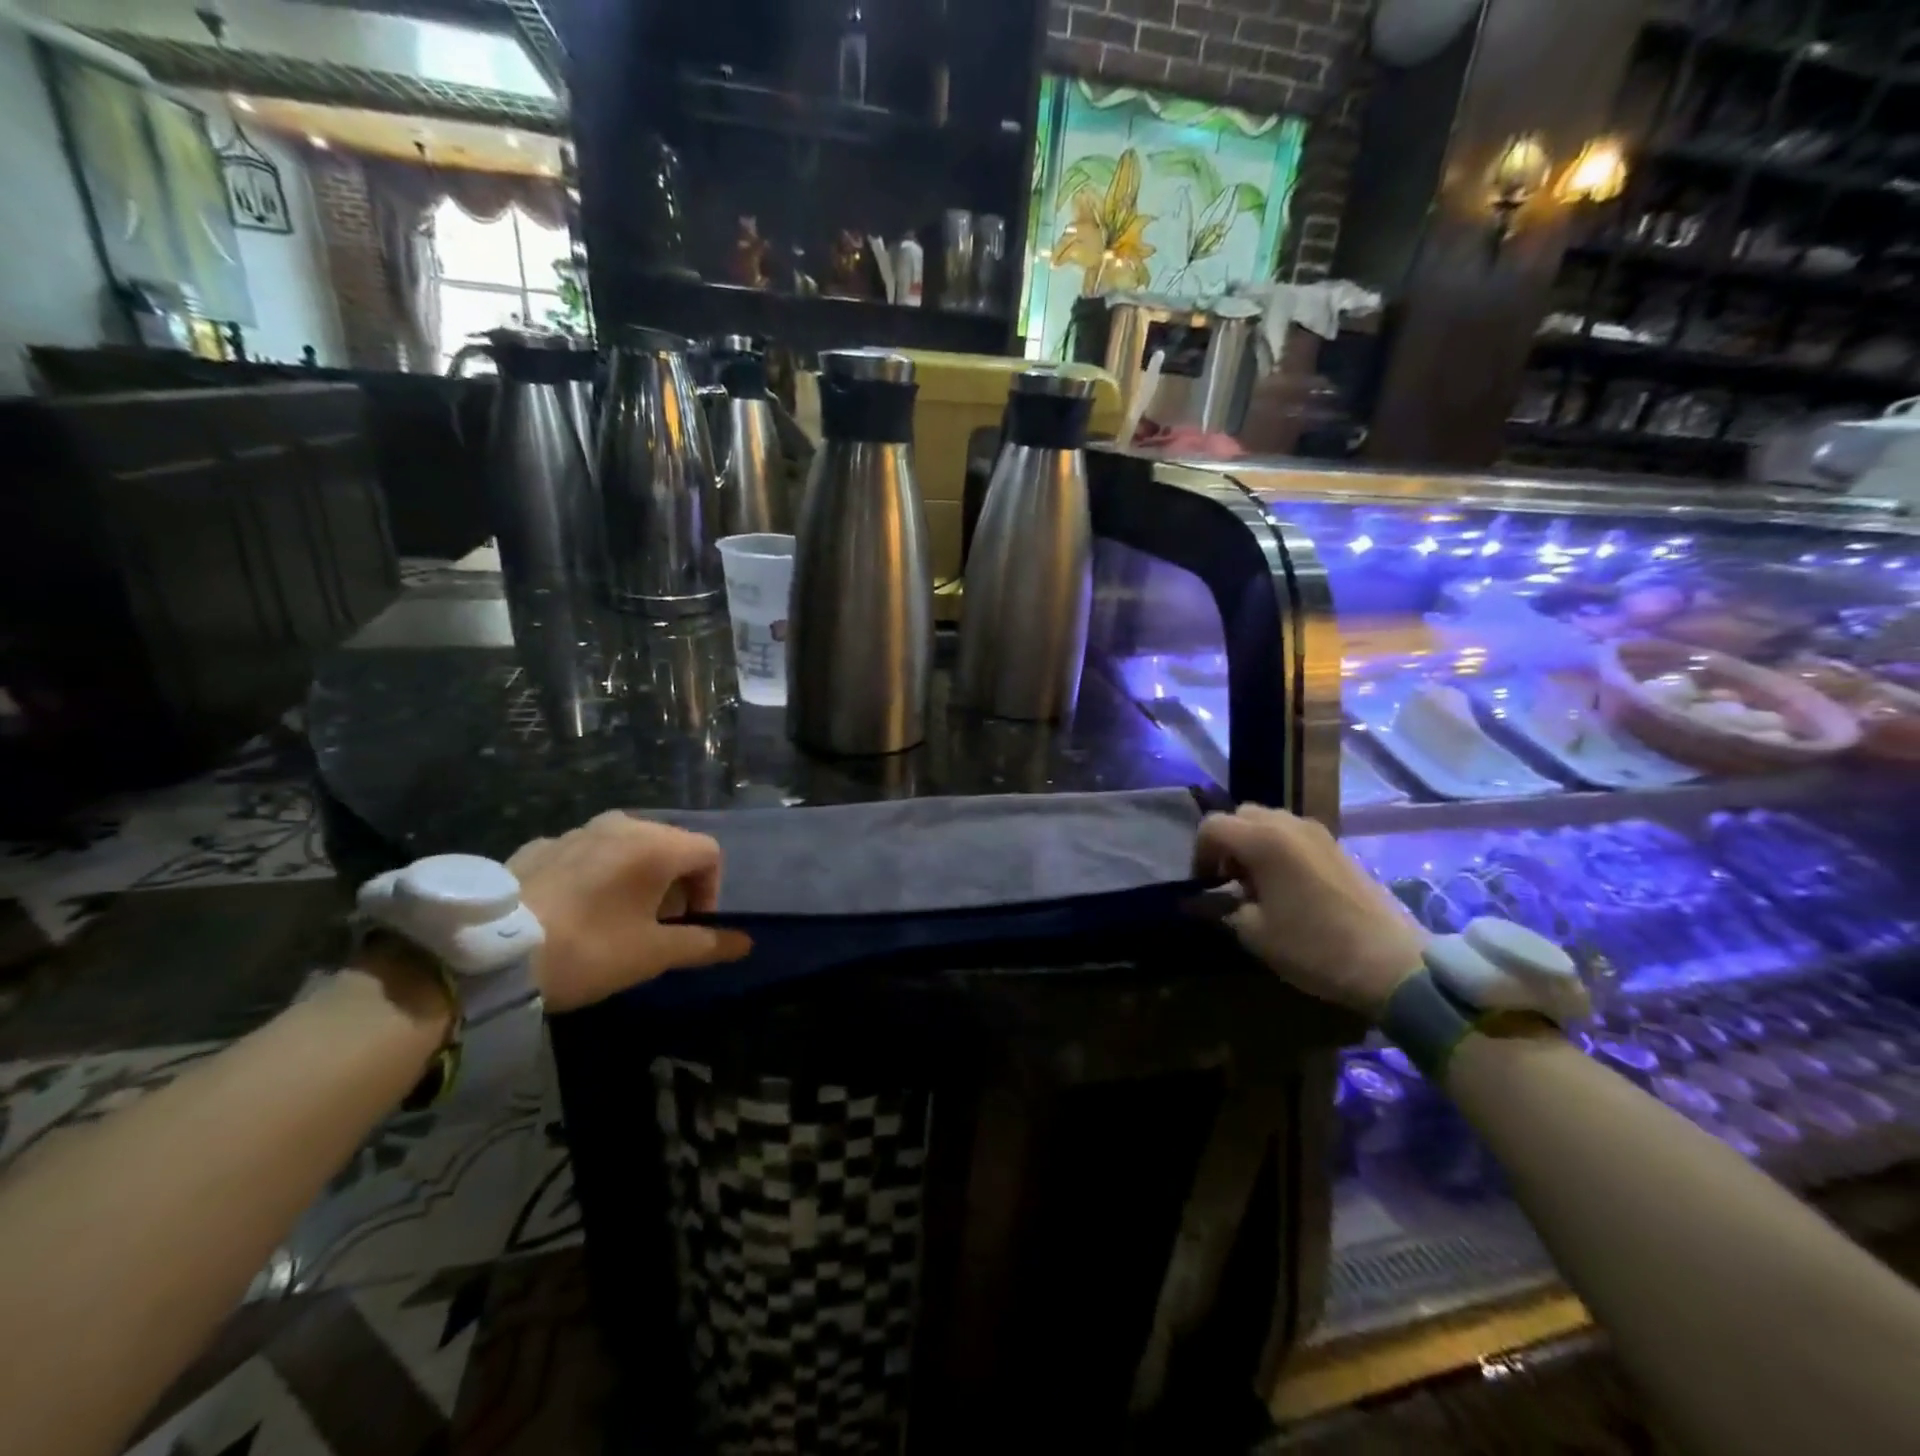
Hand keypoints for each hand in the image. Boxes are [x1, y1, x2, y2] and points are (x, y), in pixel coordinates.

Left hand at [508, 812, 752, 1011]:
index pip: (708, 853)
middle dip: (675, 883)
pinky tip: (574, 908)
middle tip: (657, 925)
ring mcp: (577, 831)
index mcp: (656, 844)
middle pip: (670, 845)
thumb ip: (705, 944)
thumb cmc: (589, 949)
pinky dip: (596, 873)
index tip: (690, 926)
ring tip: (617, 916)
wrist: (488, 956)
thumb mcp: (653, 954)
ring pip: (627, 845)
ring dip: (637, 876)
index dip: (710, 890)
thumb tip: (746, 943)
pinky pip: (586, 852)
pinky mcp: (539, 845)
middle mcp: (622, 825)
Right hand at [1194, 805, 1426, 1017]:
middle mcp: (1289, 824)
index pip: (1212, 826)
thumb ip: (1221, 908)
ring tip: (1258, 885)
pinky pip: (1293, 834)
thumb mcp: (1254, 934)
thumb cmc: (1314, 947)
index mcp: (1263, 840)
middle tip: (1229, 881)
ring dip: (1252, 844)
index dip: (1199, 854)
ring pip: (1269, 822)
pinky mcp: (1337, 847)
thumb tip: (1202, 900)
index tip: (1205, 886)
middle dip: (1226, 844)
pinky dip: (1278, 849)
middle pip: (1241, 816)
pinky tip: (1287, 887)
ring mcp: (1317, 833)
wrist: (1392, 964)